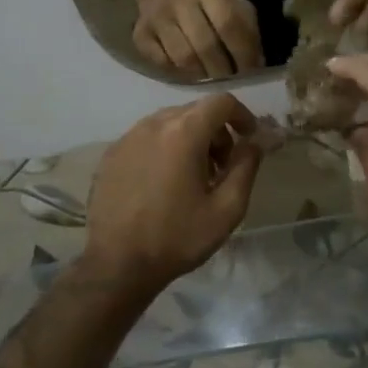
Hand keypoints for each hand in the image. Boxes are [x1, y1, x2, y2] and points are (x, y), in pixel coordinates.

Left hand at [80, 94, 263, 299]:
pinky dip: (164, 148)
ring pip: (169, 123)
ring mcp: (128, 138)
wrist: (117, 265)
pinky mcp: (111, 154)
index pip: (221, 102)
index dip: (242, 115)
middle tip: (223, 167)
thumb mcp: (227, 208)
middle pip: (195, 111)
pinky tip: (164, 183)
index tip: (249, 138)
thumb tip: (255, 142)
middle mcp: (153, 124)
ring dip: (190, 139)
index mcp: (184, 132)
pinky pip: (146, 138)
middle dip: (217, 132)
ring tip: (193, 177)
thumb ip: (246, 167)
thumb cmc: (178, 237)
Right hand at [133, 0, 263, 79]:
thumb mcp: (234, 8)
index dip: (242, 52)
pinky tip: (190, 71)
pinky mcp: (139, 34)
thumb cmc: (209, 7)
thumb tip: (255, 64)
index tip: (249, 72)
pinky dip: (180, 73)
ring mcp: (155, 16)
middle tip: (230, 80)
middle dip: (222, 69)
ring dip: (202, 74)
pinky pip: (164, 64)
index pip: (229, 23)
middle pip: (205, 45)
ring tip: (211, 77)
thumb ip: (248, 32)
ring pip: (184, 58)